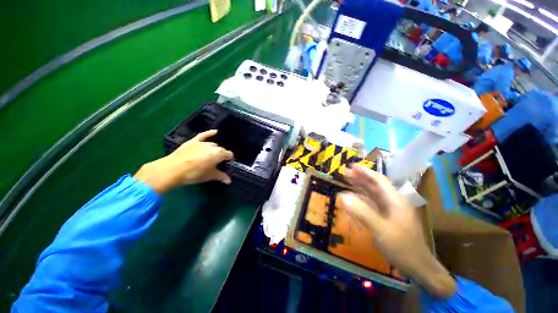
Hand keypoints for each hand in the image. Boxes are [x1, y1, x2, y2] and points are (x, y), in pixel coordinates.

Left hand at [134, 130, 233, 193]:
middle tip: (217, 163)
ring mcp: (202, 143)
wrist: (172, 170)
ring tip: (211, 156)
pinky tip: (215, 131)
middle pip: (221, 150)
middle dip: (221, 155)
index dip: (229, 159)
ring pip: (213, 145)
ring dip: (214, 150)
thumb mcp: (209, 176)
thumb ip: (221, 176)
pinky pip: (203, 135)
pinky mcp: (193, 141)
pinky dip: (209, 133)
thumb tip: (229, 181)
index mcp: (218, 154)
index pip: (229, 154)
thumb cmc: (193, 174)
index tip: (226, 164)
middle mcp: (213, 146)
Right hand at [341, 165, 455, 298]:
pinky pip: (372, 203)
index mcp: (395, 201)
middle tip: (345, 172)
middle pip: (375, 186)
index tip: (352, 166)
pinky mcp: (387, 218)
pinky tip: (354, 198)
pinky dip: (362, 198)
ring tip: (347, 180)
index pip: (379, 181)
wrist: (417, 267)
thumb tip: (342, 196)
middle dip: (361, 178)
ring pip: (373, 194)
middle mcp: (393, 202)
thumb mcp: (380, 229)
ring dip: (360, 186)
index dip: (366, 172)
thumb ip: (361, 212)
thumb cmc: (401, 247)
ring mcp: (390, 211)